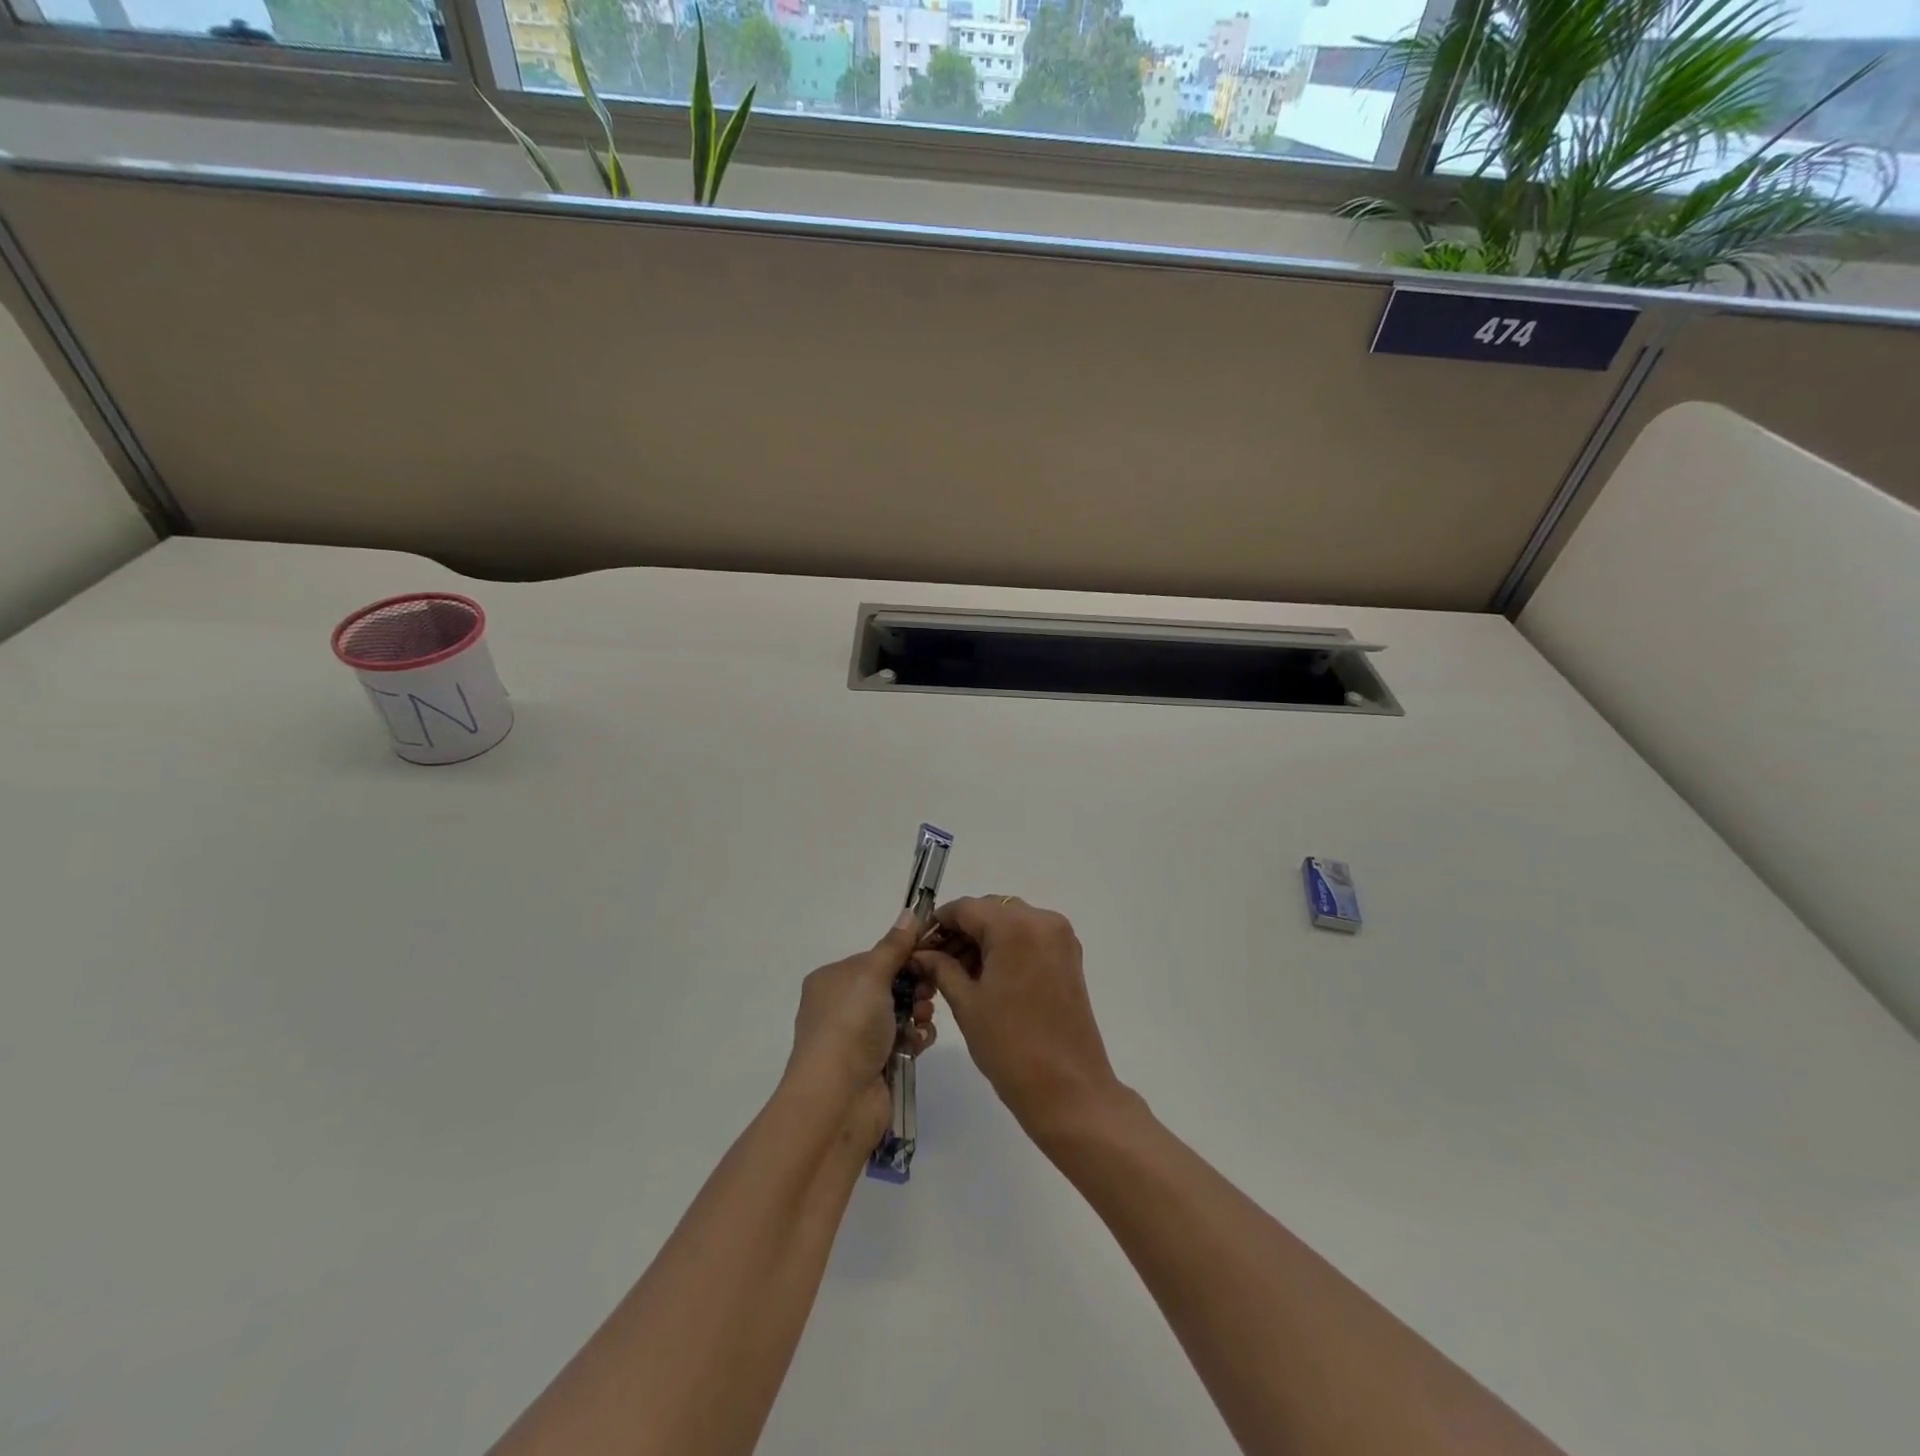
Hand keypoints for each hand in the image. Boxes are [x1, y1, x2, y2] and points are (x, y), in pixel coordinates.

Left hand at [786, 910, 937, 1117]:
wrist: (838, 1100)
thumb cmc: (850, 1026)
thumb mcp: (871, 975)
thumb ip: (894, 946)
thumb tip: (909, 912)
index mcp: (832, 980)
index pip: (875, 959)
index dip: (903, 956)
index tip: (930, 955)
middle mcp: (841, 1006)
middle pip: (890, 985)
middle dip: (915, 985)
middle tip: (929, 990)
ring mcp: (857, 1038)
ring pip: (901, 1013)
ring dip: (918, 1012)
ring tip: (923, 1019)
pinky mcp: (875, 1064)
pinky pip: (904, 1040)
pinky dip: (916, 1038)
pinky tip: (920, 1041)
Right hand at [912, 896, 1123, 1137]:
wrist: (1069, 1090)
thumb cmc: (1010, 1046)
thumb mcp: (966, 1003)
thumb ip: (941, 968)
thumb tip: (920, 954)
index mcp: (1015, 926)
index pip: (966, 908)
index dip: (937, 923)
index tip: (916, 945)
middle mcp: (1042, 921)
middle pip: (990, 911)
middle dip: (960, 931)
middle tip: (933, 961)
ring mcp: (1060, 938)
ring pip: (1010, 923)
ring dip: (982, 939)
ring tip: (955, 972)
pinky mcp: (1069, 957)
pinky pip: (1029, 938)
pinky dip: (1005, 948)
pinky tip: (984, 975)